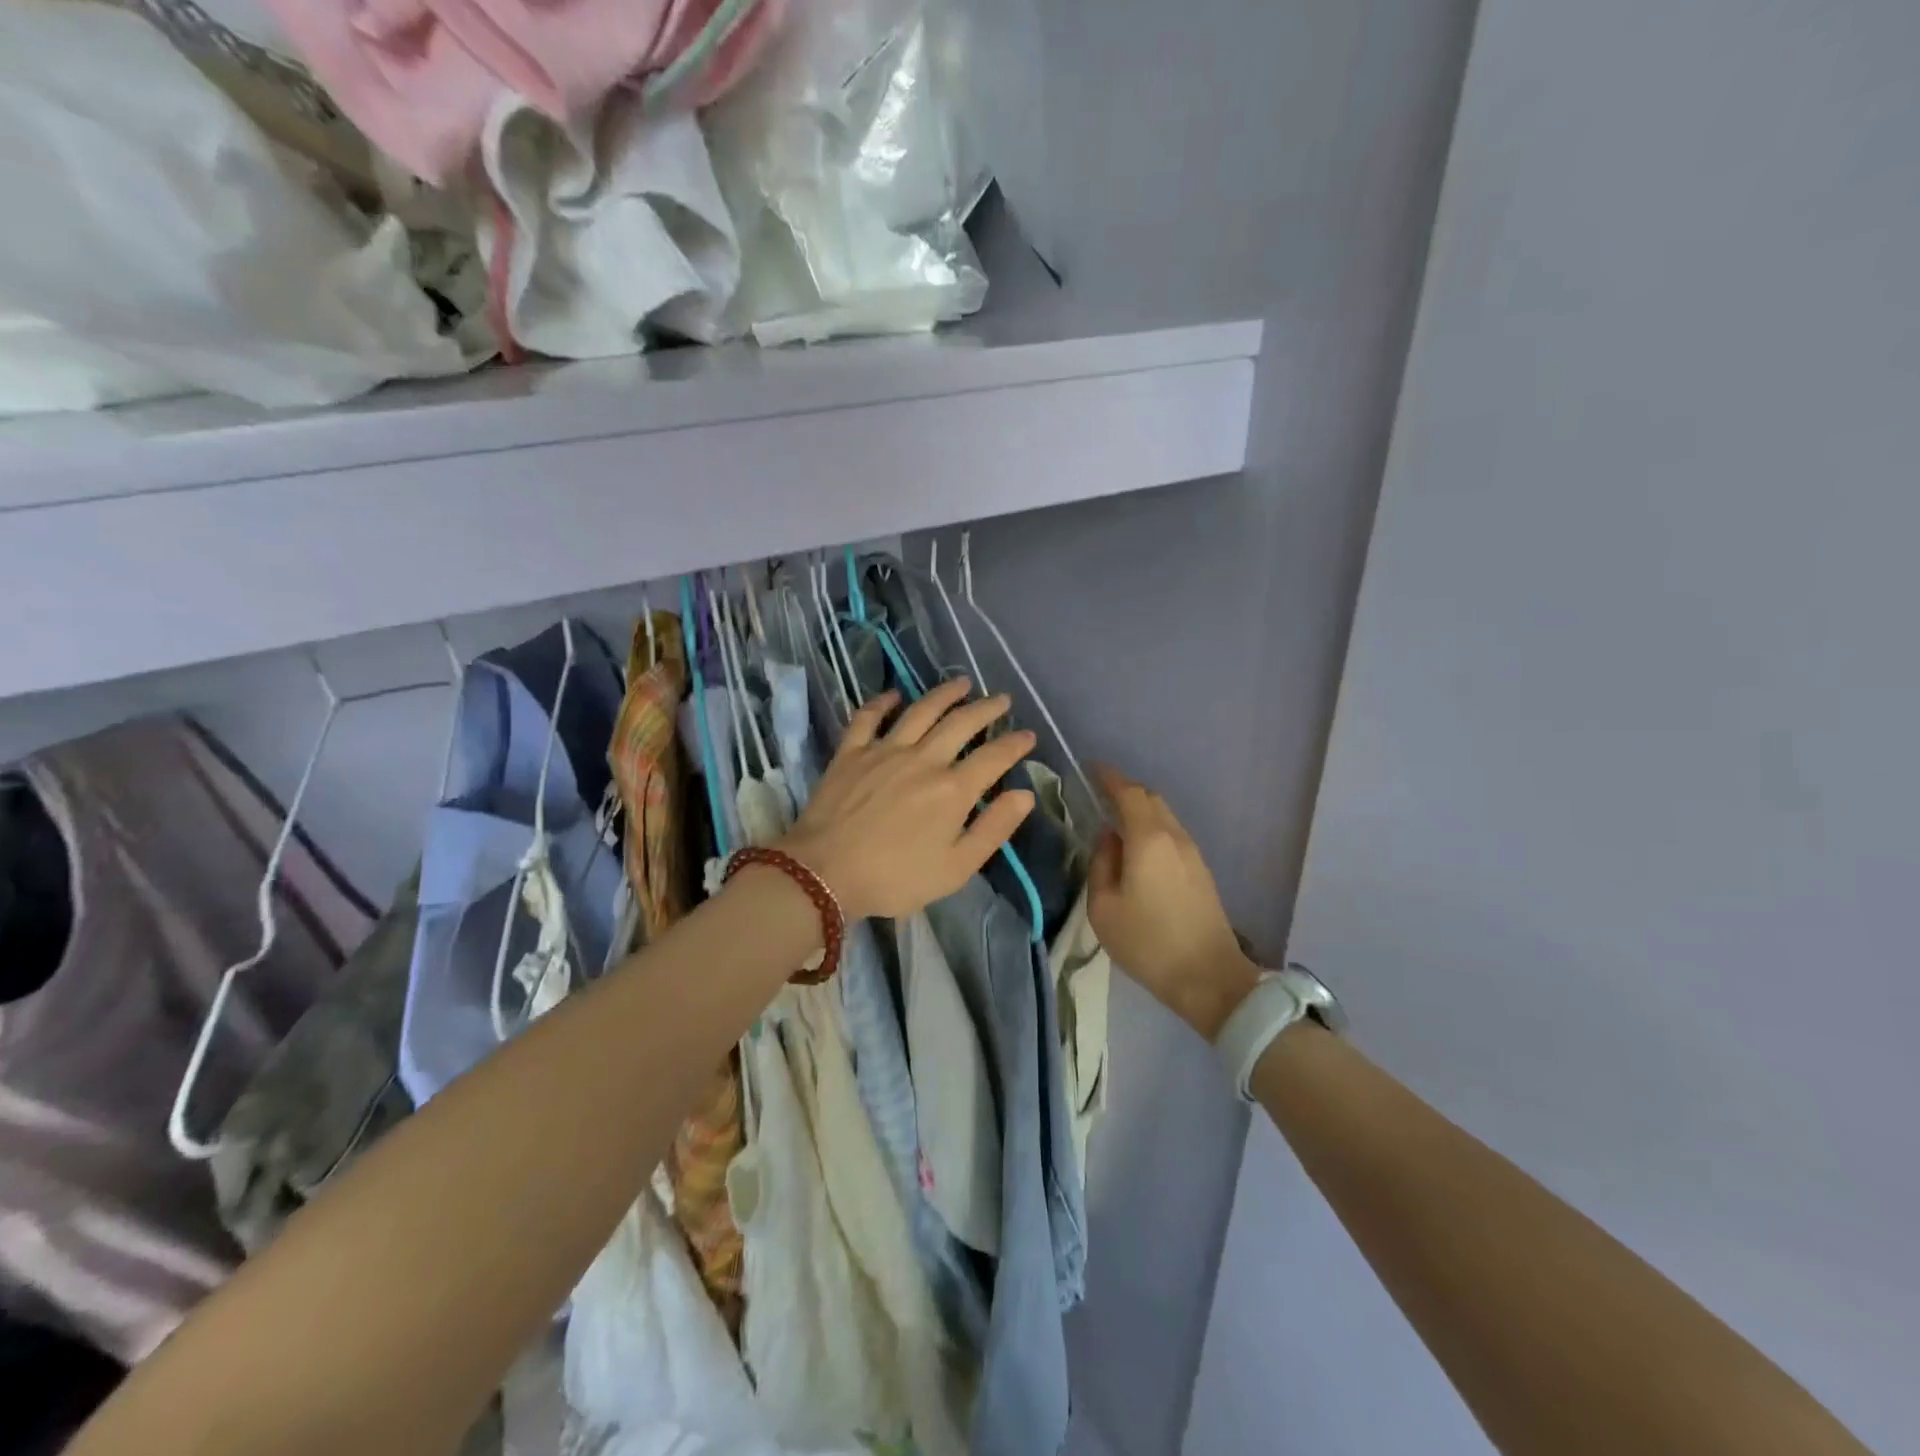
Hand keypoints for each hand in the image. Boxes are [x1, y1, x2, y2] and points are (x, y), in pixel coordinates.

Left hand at [778, 678, 1036, 920]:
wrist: (825, 873)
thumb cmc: (895, 878)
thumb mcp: (956, 868)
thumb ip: (993, 829)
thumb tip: (1024, 795)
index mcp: (952, 790)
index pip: (993, 757)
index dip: (1015, 744)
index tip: (1029, 735)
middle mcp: (923, 759)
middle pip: (961, 724)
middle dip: (986, 709)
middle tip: (1002, 700)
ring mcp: (884, 751)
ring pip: (920, 711)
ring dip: (944, 694)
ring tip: (962, 683)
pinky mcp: (851, 753)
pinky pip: (868, 717)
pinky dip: (882, 703)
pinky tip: (894, 695)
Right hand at [1089, 766, 1260, 1040]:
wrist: (1209, 977)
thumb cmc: (1147, 943)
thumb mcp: (1104, 908)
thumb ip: (1101, 864)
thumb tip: (1108, 839)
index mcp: (1148, 839)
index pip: (1127, 792)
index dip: (1108, 777)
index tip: (1090, 769)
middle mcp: (1174, 836)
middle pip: (1150, 798)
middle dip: (1124, 790)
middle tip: (1099, 795)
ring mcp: (1192, 852)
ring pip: (1164, 815)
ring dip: (1140, 809)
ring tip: (1115, 821)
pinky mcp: (1201, 870)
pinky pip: (1172, 833)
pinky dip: (1152, 828)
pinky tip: (1138, 848)